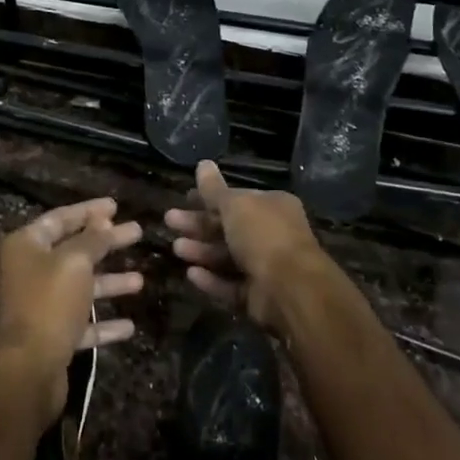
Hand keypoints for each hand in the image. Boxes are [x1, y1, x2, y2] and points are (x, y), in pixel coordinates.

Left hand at [0, 198, 142, 433]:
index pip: (61, 218)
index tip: (117, 206)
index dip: (89, 211)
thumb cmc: (48, 304)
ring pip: (79, 288)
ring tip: (141, 280)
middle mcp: (28, 272)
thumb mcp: (74, 263)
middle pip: (73, 252)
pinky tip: (130, 326)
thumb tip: (103, 220)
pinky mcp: (49, 337)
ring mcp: (38, 306)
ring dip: (109, 283)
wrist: (26, 370)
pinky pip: (80, 323)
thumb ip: (92, 239)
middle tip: (137, 233)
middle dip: (106, 244)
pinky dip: (103, 324)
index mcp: (25, 246)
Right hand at [165, 160, 334, 332]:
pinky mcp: (258, 296)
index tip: (184, 198)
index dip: (210, 198)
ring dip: (201, 251)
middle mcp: (272, 234)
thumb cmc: (263, 235)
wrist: (290, 288)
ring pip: (227, 257)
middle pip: (228, 227)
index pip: (237, 199)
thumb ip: (214, 189)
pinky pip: (230, 286)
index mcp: (273, 207)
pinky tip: (191, 274)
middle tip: (170, 221)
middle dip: (198, 225)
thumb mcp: (236, 205)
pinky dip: (211, 280)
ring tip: (176, 248)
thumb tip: (202, 163)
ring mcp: (266, 267)